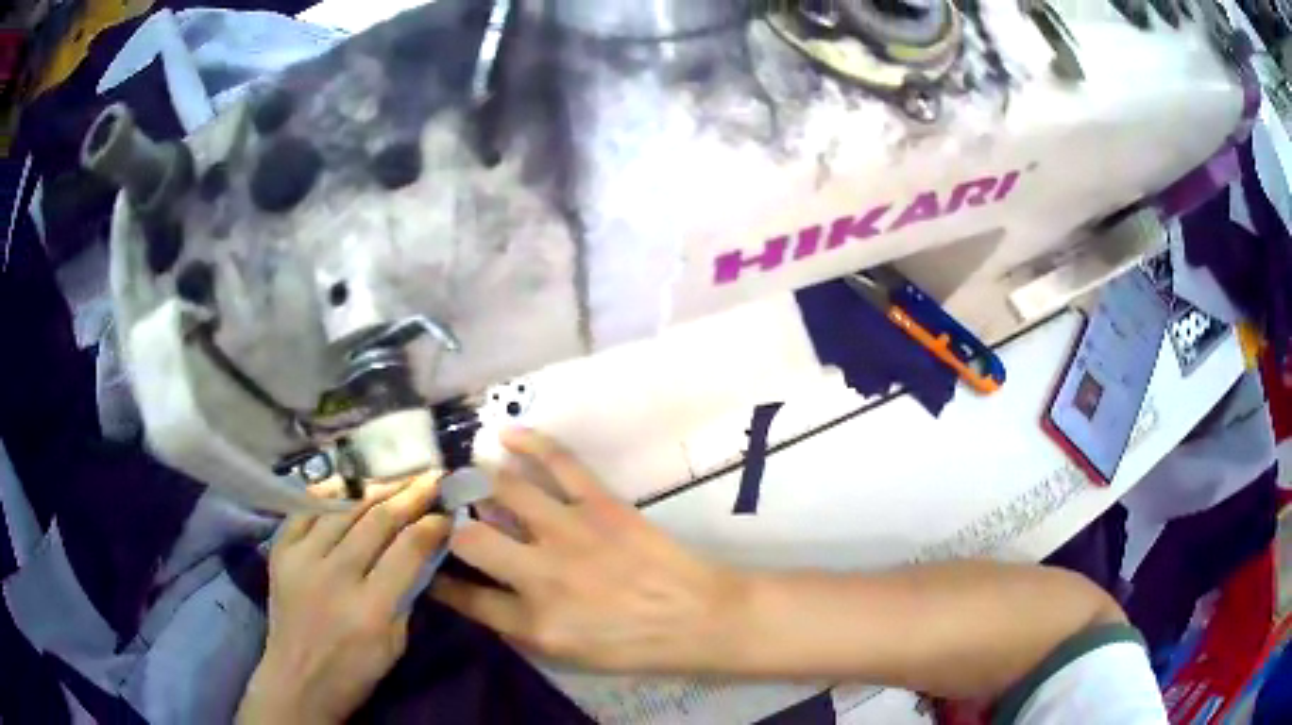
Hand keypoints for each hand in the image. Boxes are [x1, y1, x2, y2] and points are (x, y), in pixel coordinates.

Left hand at [237, 473, 450, 724]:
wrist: (297, 678)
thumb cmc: (354, 670)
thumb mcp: (395, 643)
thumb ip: (406, 595)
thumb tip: (421, 551)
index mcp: (370, 608)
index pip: (407, 550)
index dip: (431, 524)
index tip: (448, 509)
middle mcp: (334, 576)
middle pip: (376, 521)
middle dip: (409, 495)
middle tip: (432, 478)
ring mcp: (302, 559)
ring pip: (342, 508)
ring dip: (374, 489)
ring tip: (397, 478)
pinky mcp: (281, 551)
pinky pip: (305, 509)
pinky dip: (328, 492)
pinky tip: (349, 483)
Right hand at [432, 428, 744, 673]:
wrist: (697, 617)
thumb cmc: (636, 646)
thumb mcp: (569, 656)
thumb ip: (520, 628)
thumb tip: (482, 596)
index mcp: (533, 622)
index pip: (466, 598)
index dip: (438, 581)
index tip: (426, 567)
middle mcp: (540, 576)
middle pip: (469, 540)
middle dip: (446, 526)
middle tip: (441, 514)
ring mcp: (569, 533)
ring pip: (503, 492)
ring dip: (477, 480)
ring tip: (465, 475)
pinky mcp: (599, 504)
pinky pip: (558, 462)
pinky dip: (529, 443)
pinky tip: (506, 436)